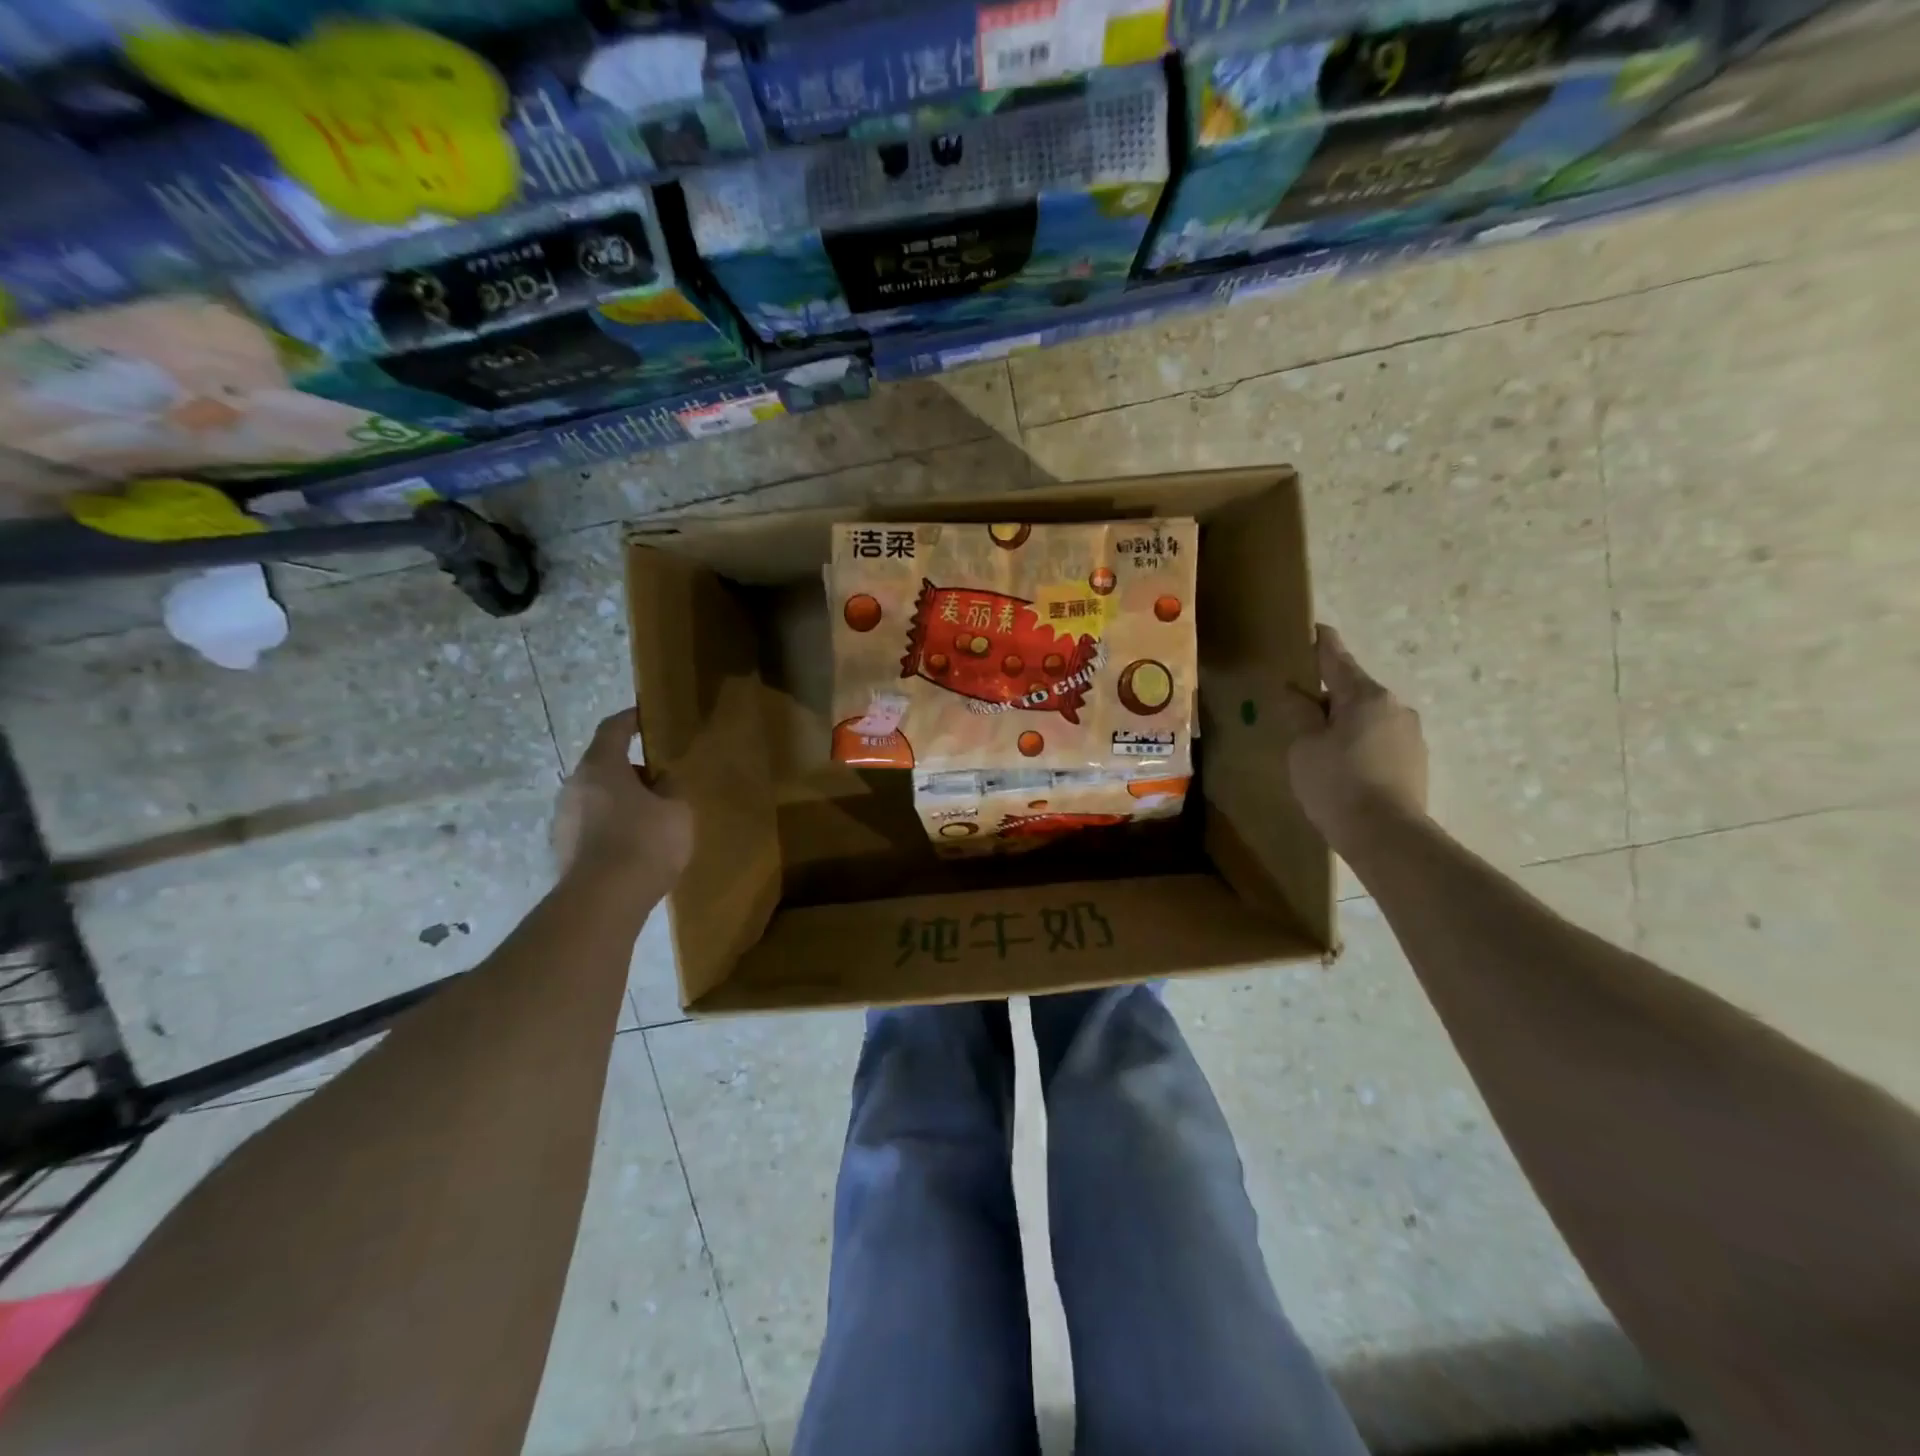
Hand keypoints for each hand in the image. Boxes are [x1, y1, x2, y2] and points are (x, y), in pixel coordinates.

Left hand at [552, 709, 693, 887]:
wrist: (603, 901)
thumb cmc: (645, 841)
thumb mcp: (677, 809)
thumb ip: (671, 788)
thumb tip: (662, 780)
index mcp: (601, 766)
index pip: (613, 729)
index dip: (630, 719)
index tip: (645, 716)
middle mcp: (575, 786)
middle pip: (604, 765)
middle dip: (631, 769)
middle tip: (661, 779)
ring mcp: (564, 819)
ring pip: (597, 797)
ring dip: (622, 800)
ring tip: (652, 817)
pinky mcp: (564, 849)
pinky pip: (592, 825)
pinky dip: (612, 825)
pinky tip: (635, 844)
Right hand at [1278, 625, 1428, 850]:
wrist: (1387, 837)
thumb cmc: (1337, 784)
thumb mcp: (1304, 746)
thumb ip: (1299, 714)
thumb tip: (1293, 691)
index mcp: (1365, 696)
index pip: (1337, 658)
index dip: (1321, 643)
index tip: (1312, 629)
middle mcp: (1394, 706)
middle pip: (1353, 690)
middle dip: (1327, 694)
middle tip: (1298, 706)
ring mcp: (1410, 735)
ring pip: (1367, 717)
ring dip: (1343, 722)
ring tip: (1318, 745)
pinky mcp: (1415, 761)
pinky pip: (1379, 740)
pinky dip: (1358, 744)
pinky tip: (1342, 767)